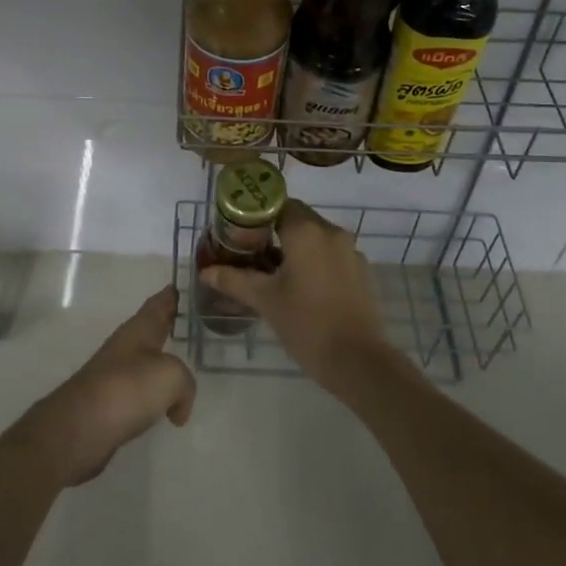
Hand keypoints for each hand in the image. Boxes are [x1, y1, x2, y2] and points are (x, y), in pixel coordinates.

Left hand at [20, 287, 196, 486]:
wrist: (80, 428)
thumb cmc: (128, 388)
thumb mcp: (171, 376)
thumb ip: (185, 383)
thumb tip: (178, 407)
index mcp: (140, 329)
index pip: (159, 303)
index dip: (172, 294)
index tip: (182, 285)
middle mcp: (126, 346)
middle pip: (151, 330)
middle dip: (169, 326)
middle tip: (192, 324)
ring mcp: (115, 375)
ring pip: (146, 362)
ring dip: (162, 363)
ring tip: (183, 367)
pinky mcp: (109, 404)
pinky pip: (140, 392)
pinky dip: (154, 396)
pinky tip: (165, 408)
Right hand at [197, 200, 394, 392]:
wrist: (358, 361)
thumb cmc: (307, 324)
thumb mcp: (265, 300)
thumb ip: (233, 280)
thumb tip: (205, 272)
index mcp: (307, 231)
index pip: (277, 204)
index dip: (256, 215)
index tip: (239, 232)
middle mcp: (331, 232)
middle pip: (297, 218)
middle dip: (273, 231)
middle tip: (250, 252)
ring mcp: (350, 251)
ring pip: (315, 237)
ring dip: (294, 247)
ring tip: (272, 271)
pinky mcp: (361, 271)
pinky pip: (331, 254)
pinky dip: (314, 261)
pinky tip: (301, 286)